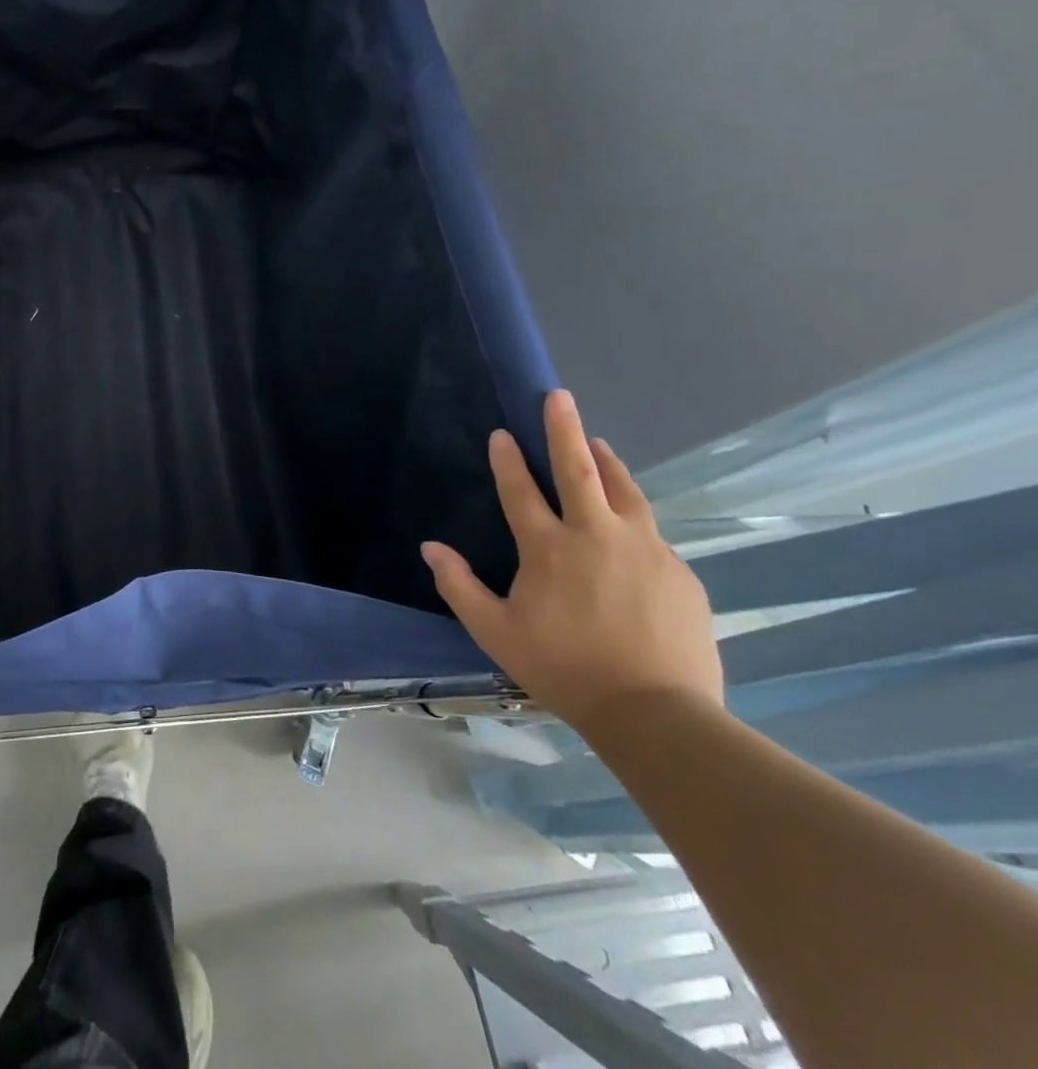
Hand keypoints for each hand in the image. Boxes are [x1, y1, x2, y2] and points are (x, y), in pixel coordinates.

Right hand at [420, 390, 723, 734]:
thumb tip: (430, 547)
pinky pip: (650, 531)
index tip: (502, 433)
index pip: (521, 490)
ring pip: (625, 490)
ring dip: (607, 462)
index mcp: (549, 548)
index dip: (508, 459)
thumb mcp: (495, 632)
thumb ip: (459, 586)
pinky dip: (632, 514)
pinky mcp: (679, 571)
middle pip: (580, 469)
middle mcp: (597, 535)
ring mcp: (645, 549)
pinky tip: (628, 524)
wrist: (656, 713)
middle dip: (565, 429)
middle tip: (559, 397)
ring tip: (599, 443)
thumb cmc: (563, 668)